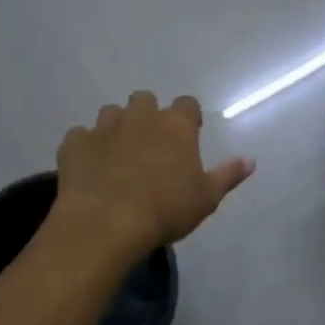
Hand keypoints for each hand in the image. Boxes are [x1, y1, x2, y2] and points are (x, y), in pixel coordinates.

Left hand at [53, 92, 253, 260]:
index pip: (187, 104)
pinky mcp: (74, 144)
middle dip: (148, 116)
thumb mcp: (206, 198)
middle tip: (151, 145)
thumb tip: (250, 160)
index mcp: (175, 125)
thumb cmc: (165, 210)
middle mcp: (139, 117)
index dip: (188, 118)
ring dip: (116, 128)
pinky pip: (80, 137)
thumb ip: (227, 175)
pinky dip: (86, 148)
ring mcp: (103, 127)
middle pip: (145, 100)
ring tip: (119, 156)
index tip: (188, 136)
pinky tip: (90, 168)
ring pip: (111, 113)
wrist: (106, 224)